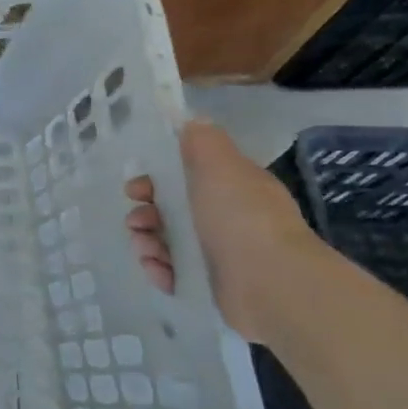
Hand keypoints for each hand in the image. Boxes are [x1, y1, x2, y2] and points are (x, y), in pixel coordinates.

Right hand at [125, 119, 316, 341]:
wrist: (271, 283)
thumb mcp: (220, 164)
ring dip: (147, 243)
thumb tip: (192, 122)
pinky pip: (174, 273)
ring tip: (148, 250)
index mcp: (230, 187)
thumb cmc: (240, 216)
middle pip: (171, 211)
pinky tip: (160, 272)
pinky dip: (161, 272)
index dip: (154, 180)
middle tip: (138, 222)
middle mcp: (225, 218)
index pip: (185, 177)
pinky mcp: (211, 285)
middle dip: (145, 214)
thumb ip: (203, 140)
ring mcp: (219, 254)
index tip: (136, 188)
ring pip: (167, 243)